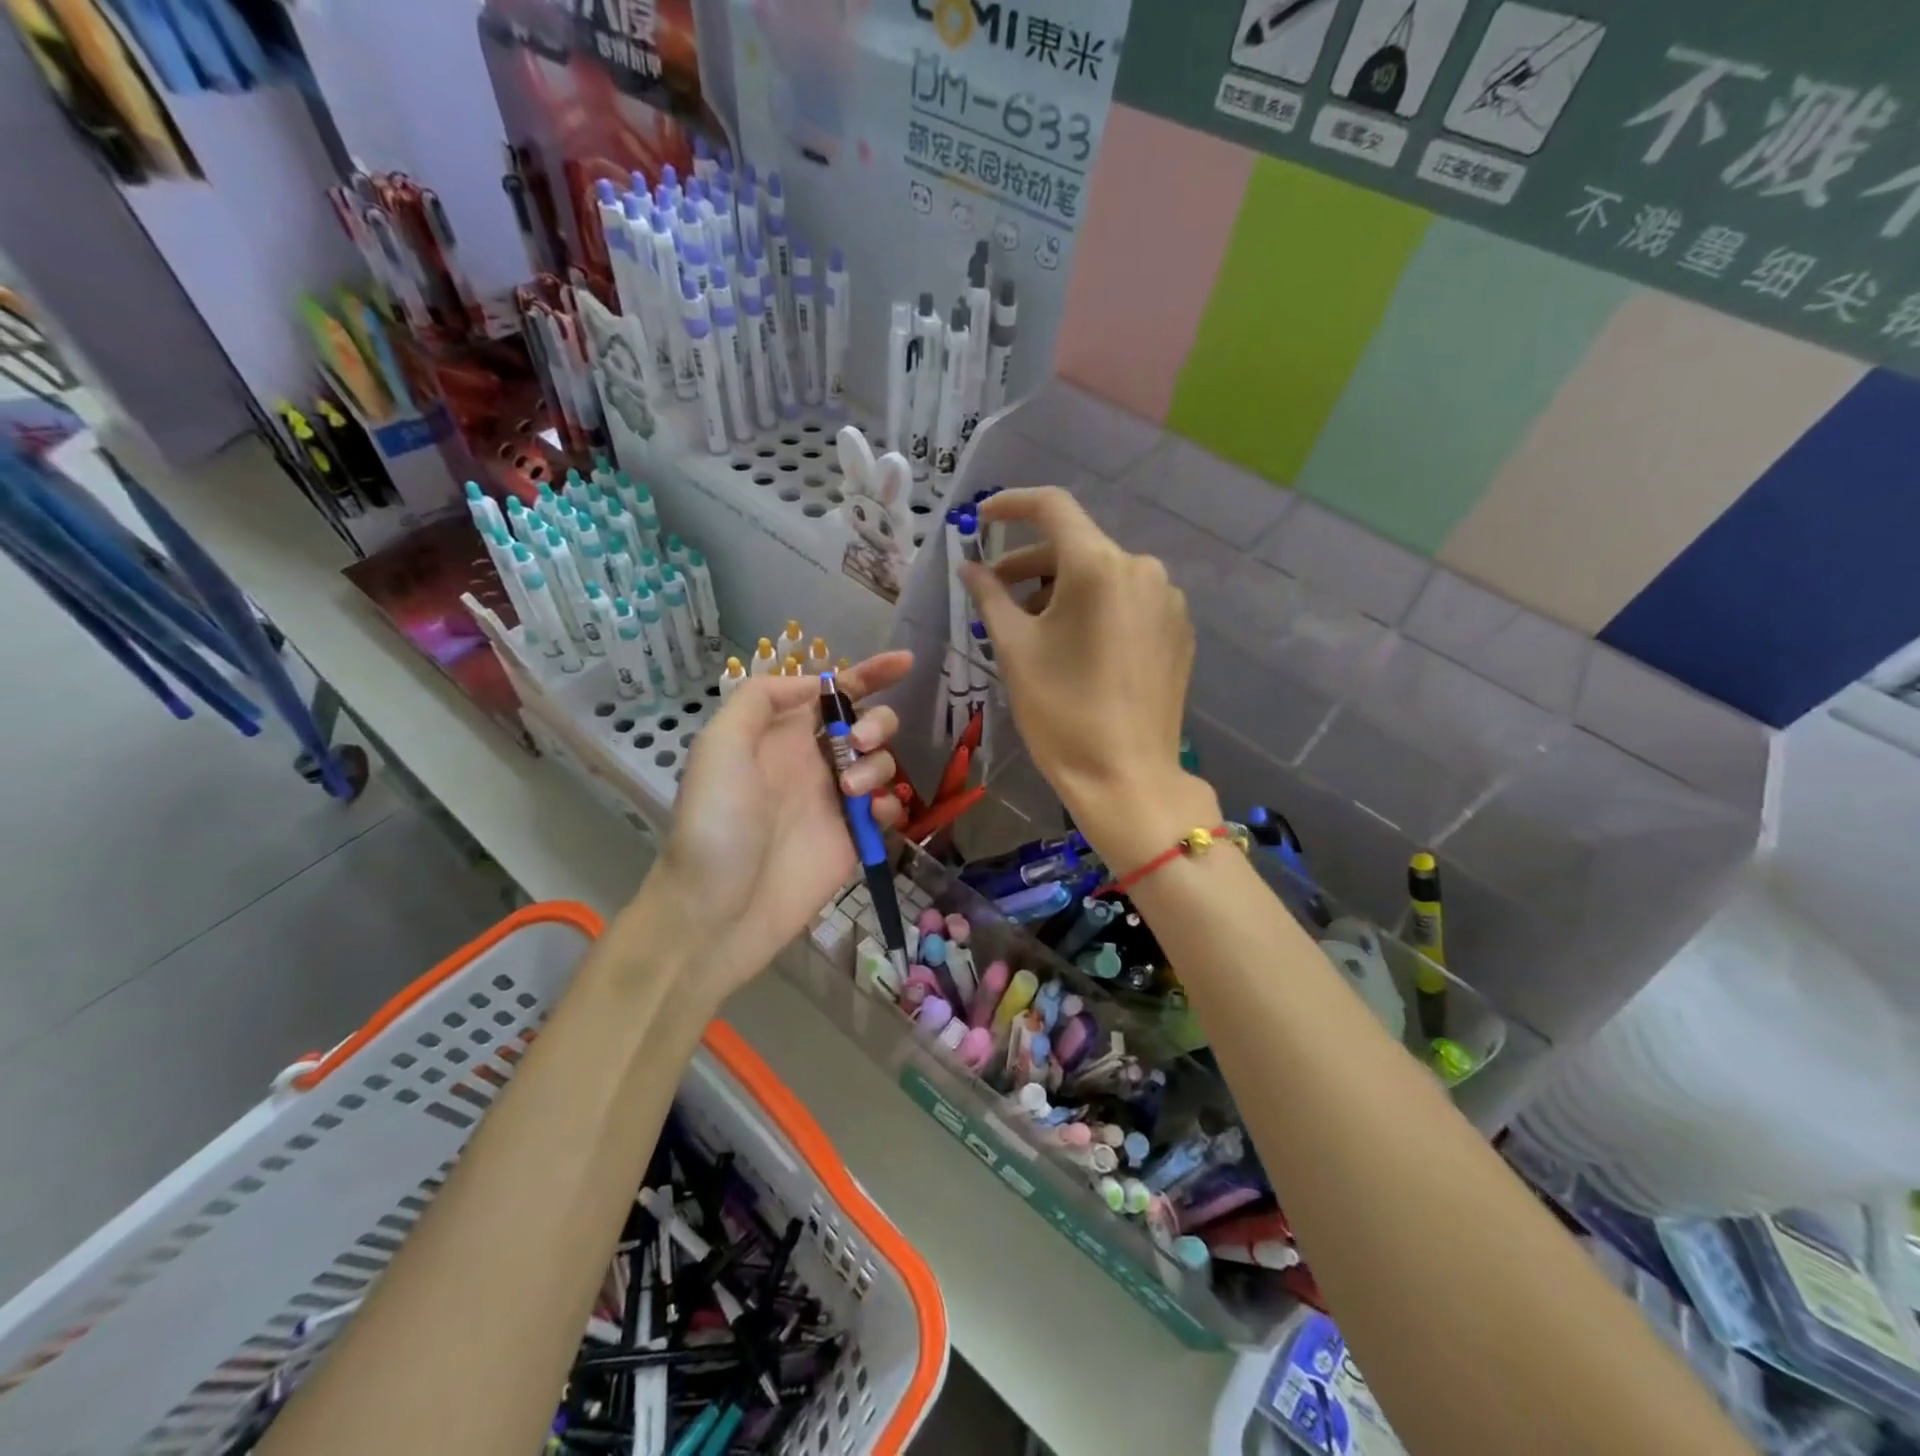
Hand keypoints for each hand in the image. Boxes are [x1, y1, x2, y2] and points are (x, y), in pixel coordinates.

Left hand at [647, 653, 910, 1001]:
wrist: (719, 908)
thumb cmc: (716, 822)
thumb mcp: (720, 745)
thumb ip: (761, 699)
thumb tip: (813, 684)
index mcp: (781, 735)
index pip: (832, 693)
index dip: (869, 673)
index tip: (906, 663)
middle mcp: (814, 762)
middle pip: (868, 724)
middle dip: (876, 723)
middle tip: (859, 744)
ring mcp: (837, 801)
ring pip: (883, 763)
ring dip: (878, 765)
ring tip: (852, 790)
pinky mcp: (854, 837)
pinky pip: (889, 808)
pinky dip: (890, 803)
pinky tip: (874, 813)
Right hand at [960, 488, 1217, 869]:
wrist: (1126, 777)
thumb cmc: (1061, 712)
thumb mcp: (1015, 649)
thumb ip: (990, 596)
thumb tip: (969, 567)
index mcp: (1099, 566)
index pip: (1053, 508)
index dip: (1012, 505)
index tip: (982, 518)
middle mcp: (1142, 569)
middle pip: (1078, 546)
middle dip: (1031, 563)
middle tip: (995, 593)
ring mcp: (1167, 601)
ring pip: (1103, 576)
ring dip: (1061, 589)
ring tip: (1031, 626)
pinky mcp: (1178, 631)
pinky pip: (1128, 602)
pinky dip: (1095, 609)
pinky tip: (1075, 645)